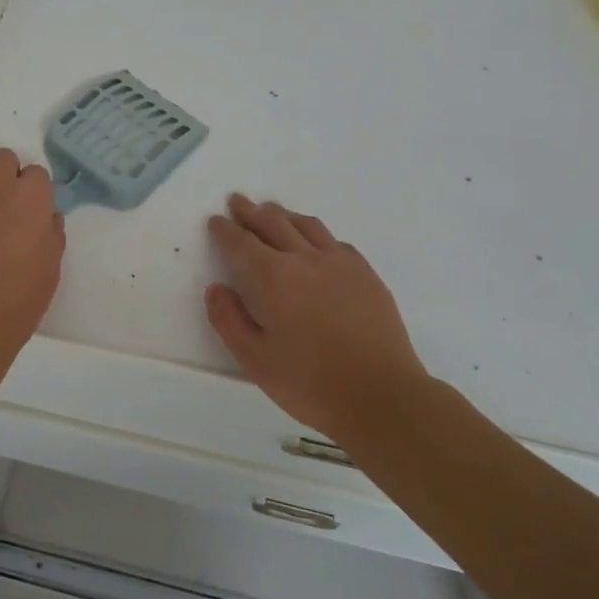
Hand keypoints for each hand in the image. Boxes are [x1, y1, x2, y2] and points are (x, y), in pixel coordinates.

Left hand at [0, 148, 64, 359]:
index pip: (36, 172)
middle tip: (6, 208)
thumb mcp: (51, 266)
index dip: (35, 191)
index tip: (32, 212)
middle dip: (6, 176)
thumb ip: (51, 232)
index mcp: (30, 197)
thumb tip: (45, 216)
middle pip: (2, 159)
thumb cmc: (19, 297)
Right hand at [205, 194, 428, 439]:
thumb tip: (216, 288)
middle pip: (272, 222)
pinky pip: (334, 241)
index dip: (225, 230)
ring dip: (283, 214)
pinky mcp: (365, 273)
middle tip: (238, 202)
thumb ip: (228, 320)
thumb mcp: (255, 360)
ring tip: (272, 211)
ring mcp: (339, 262)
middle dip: (250, 211)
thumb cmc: (311, 383)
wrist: (383, 396)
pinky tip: (315, 242)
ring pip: (305, 225)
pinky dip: (315, 234)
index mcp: (272, 277)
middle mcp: (304, 258)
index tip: (216, 221)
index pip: (241, 242)